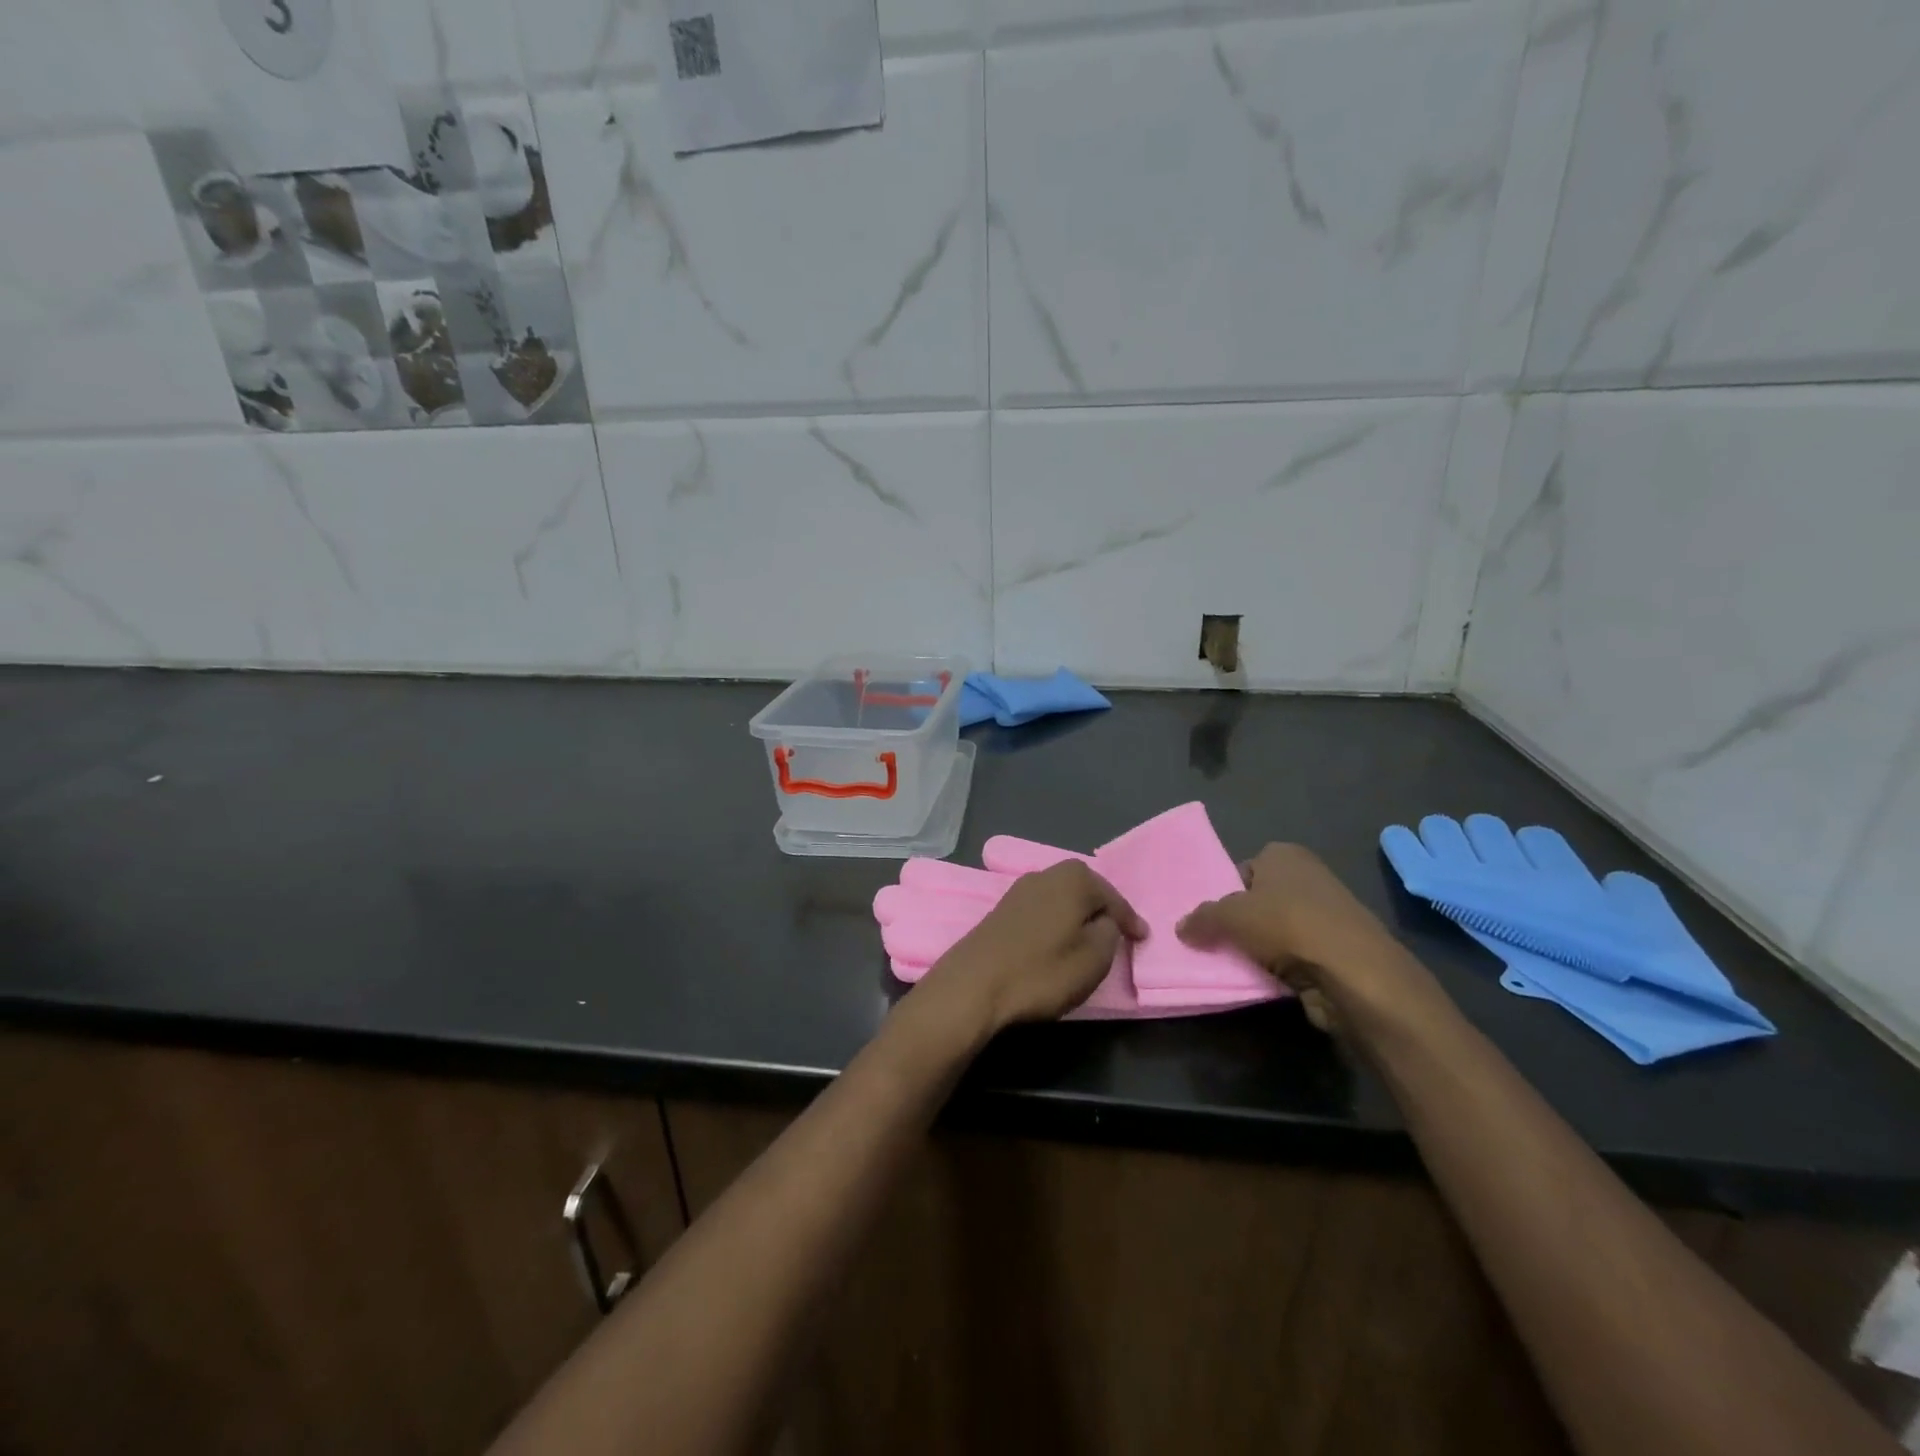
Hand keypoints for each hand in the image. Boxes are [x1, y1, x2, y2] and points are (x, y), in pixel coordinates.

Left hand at [919, 861, 1146, 1030]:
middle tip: (1119, 934)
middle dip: (1102, 910)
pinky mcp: (1001, 910)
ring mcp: (1019, 889)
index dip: (1130, 920)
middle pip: (1085, 890)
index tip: (1142, 938)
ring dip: (1077, 916)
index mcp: (1074, 878)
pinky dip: (1055, 923)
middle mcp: (1046, 873)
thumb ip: (1110, 933)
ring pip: (1061, 899)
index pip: (1113, 897)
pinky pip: (1042, 910)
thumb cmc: (1041, 971)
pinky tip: (1058, 940)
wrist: (974, 984)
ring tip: (1090, 939)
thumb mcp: (1094, 958)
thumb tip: (1105, 921)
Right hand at [1176, 843, 1433, 1035]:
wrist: (1353, 973)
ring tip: (1237, 966)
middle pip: (1260, 900)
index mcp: (1284, 854)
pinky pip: (1297, 956)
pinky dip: (1282, 968)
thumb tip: (1181, 927)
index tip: (1211, 918)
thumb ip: (1202, 918)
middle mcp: (1309, 876)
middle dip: (1242, 922)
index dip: (1225, 892)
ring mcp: (1328, 914)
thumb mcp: (1229, 916)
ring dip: (1261, 948)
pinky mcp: (1339, 950)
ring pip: (1278, 930)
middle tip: (1216, 943)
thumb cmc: (1287, 925)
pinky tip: (1266, 981)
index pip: (1243, 869)